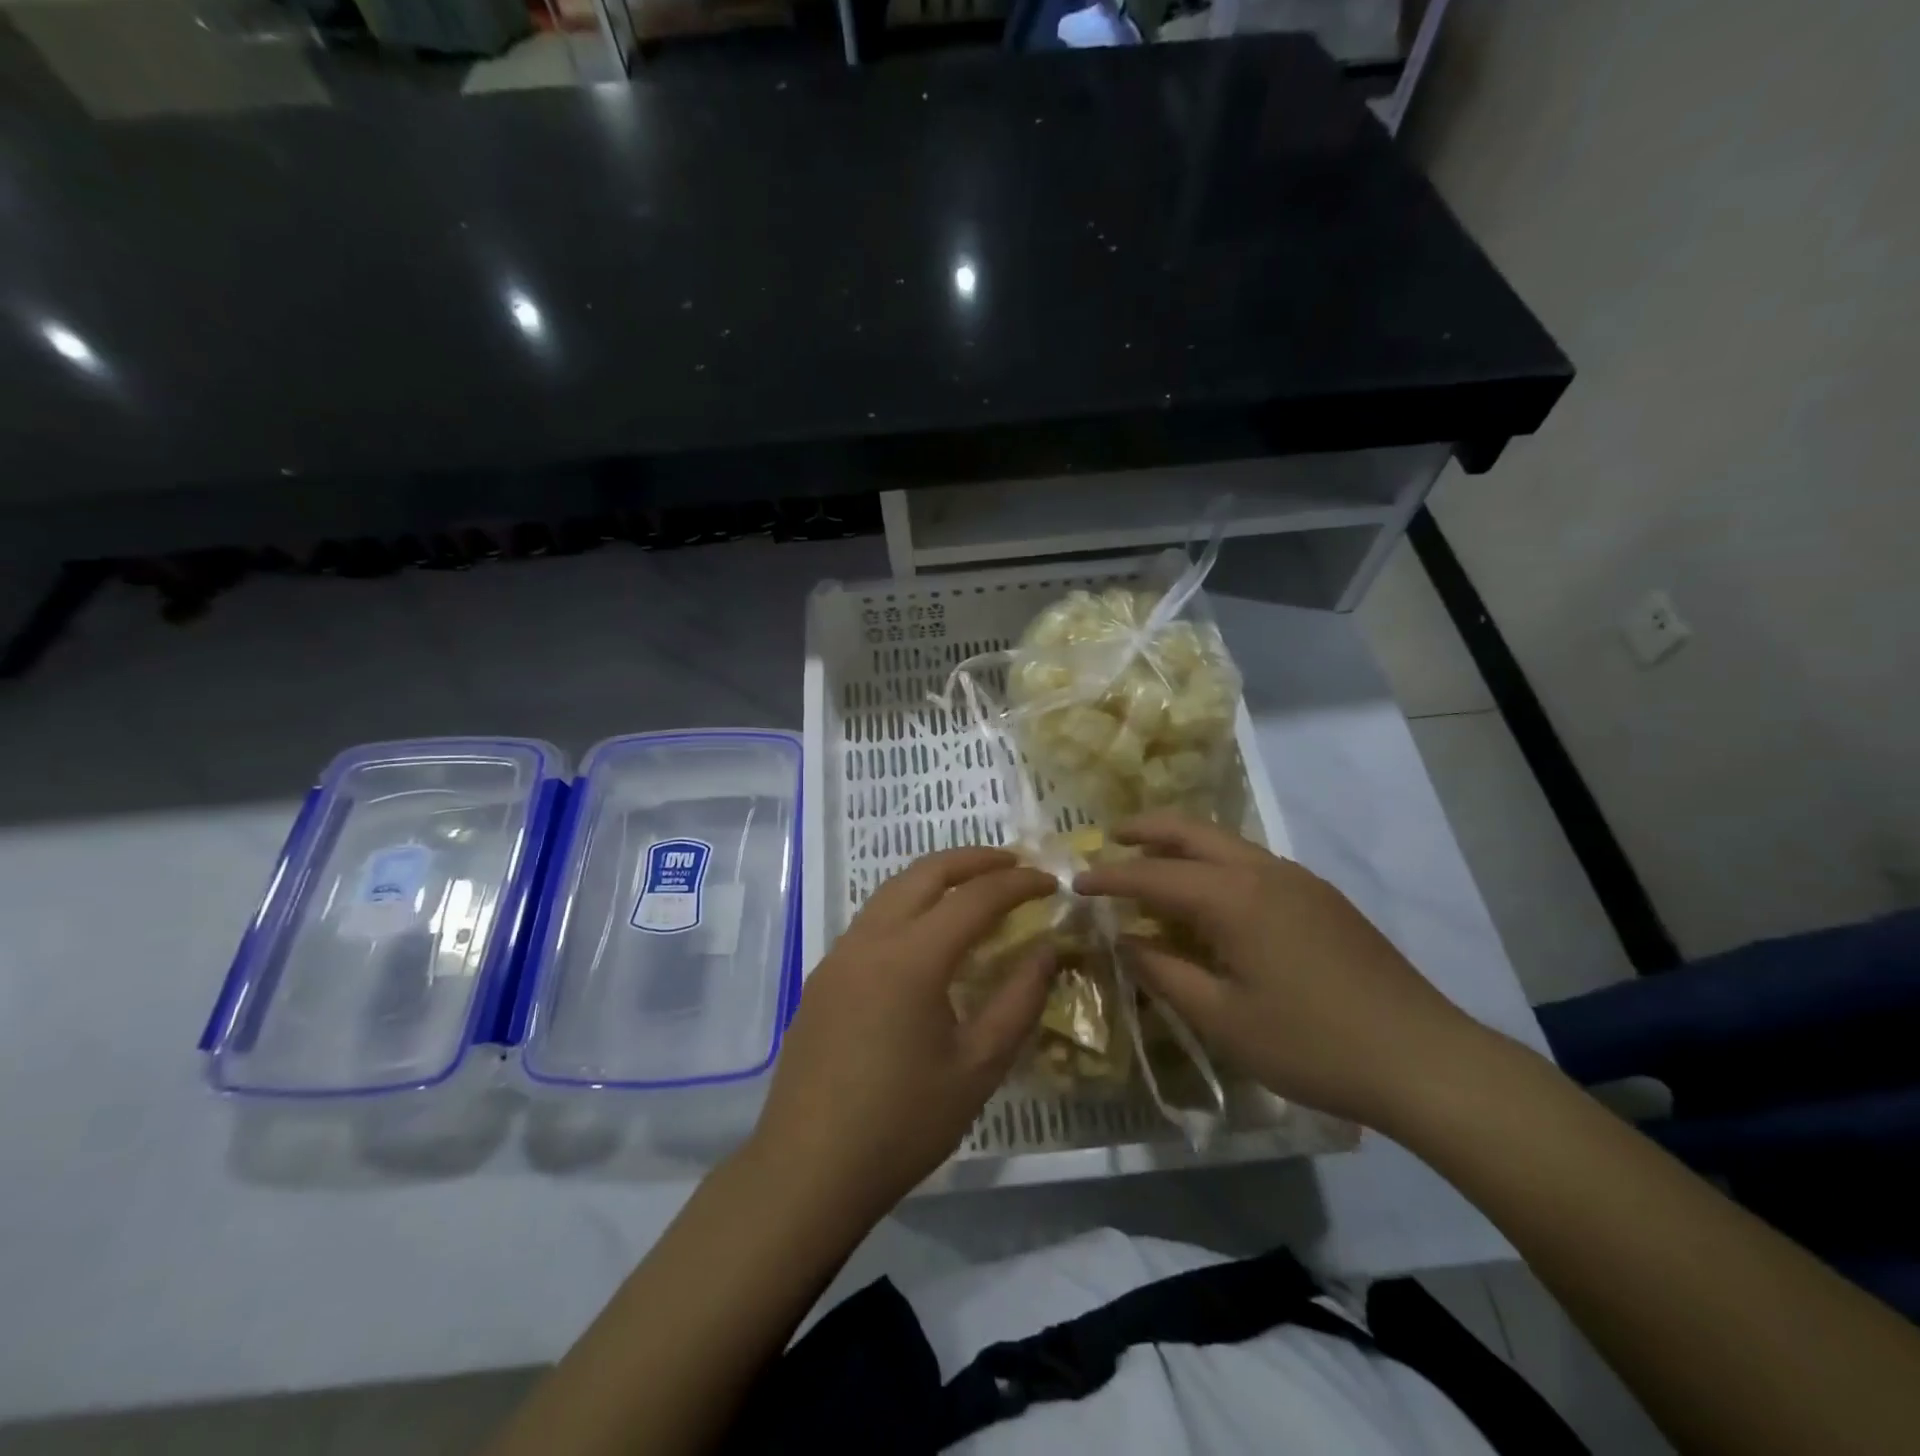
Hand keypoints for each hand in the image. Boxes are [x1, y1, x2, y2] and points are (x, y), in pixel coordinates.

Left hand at [751, 848, 1055, 1216]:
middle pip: (925, 873)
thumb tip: (1049, 949)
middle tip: (1014, 864)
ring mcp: (839, 955)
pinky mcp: (823, 977)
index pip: (975, 897)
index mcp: (912, 957)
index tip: (1051, 881)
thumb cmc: (902, 1123)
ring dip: (936, 878)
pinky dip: (909, 905)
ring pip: (892, 890)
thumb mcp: (978, 1067)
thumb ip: (1019, 1000)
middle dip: (973, 859)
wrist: (807, 1170)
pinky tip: (926, 935)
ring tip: (974, 888)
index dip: (1018, 884)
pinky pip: (872, 919)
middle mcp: (871, 939)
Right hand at [1074, 813, 1486, 1129]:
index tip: (1075, 882)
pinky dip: (1215, 864)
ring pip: (1225, 843)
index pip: (1153, 874)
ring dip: (1182, 844)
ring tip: (1151, 862)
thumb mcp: (1223, 1019)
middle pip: (1192, 832)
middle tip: (1110, 838)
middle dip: (1146, 830)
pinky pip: (1252, 863)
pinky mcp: (1321, 898)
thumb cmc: (1311, 1044)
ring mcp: (1298, 880)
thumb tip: (1126, 941)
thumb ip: (1165, 973)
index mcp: (1234, 897)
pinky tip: (1209, 895)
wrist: (1423, 1059)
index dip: (1110, 877)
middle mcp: (1264, 871)